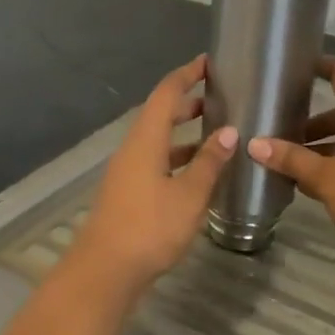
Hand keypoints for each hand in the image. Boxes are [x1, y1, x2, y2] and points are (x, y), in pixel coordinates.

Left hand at [68, 55, 238, 290]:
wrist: (105, 272)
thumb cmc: (149, 228)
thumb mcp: (189, 195)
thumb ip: (209, 162)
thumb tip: (229, 131)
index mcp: (145, 140)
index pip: (166, 93)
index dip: (187, 75)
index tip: (208, 62)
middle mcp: (133, 149)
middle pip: (159, 115)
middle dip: (187, 103)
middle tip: (219, 98)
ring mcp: (127, 172)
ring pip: (158, 141)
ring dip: (184, 133)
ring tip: (216, 134)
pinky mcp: (128, 193)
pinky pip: (156, 162)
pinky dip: (177, 158)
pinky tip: (198, 174)